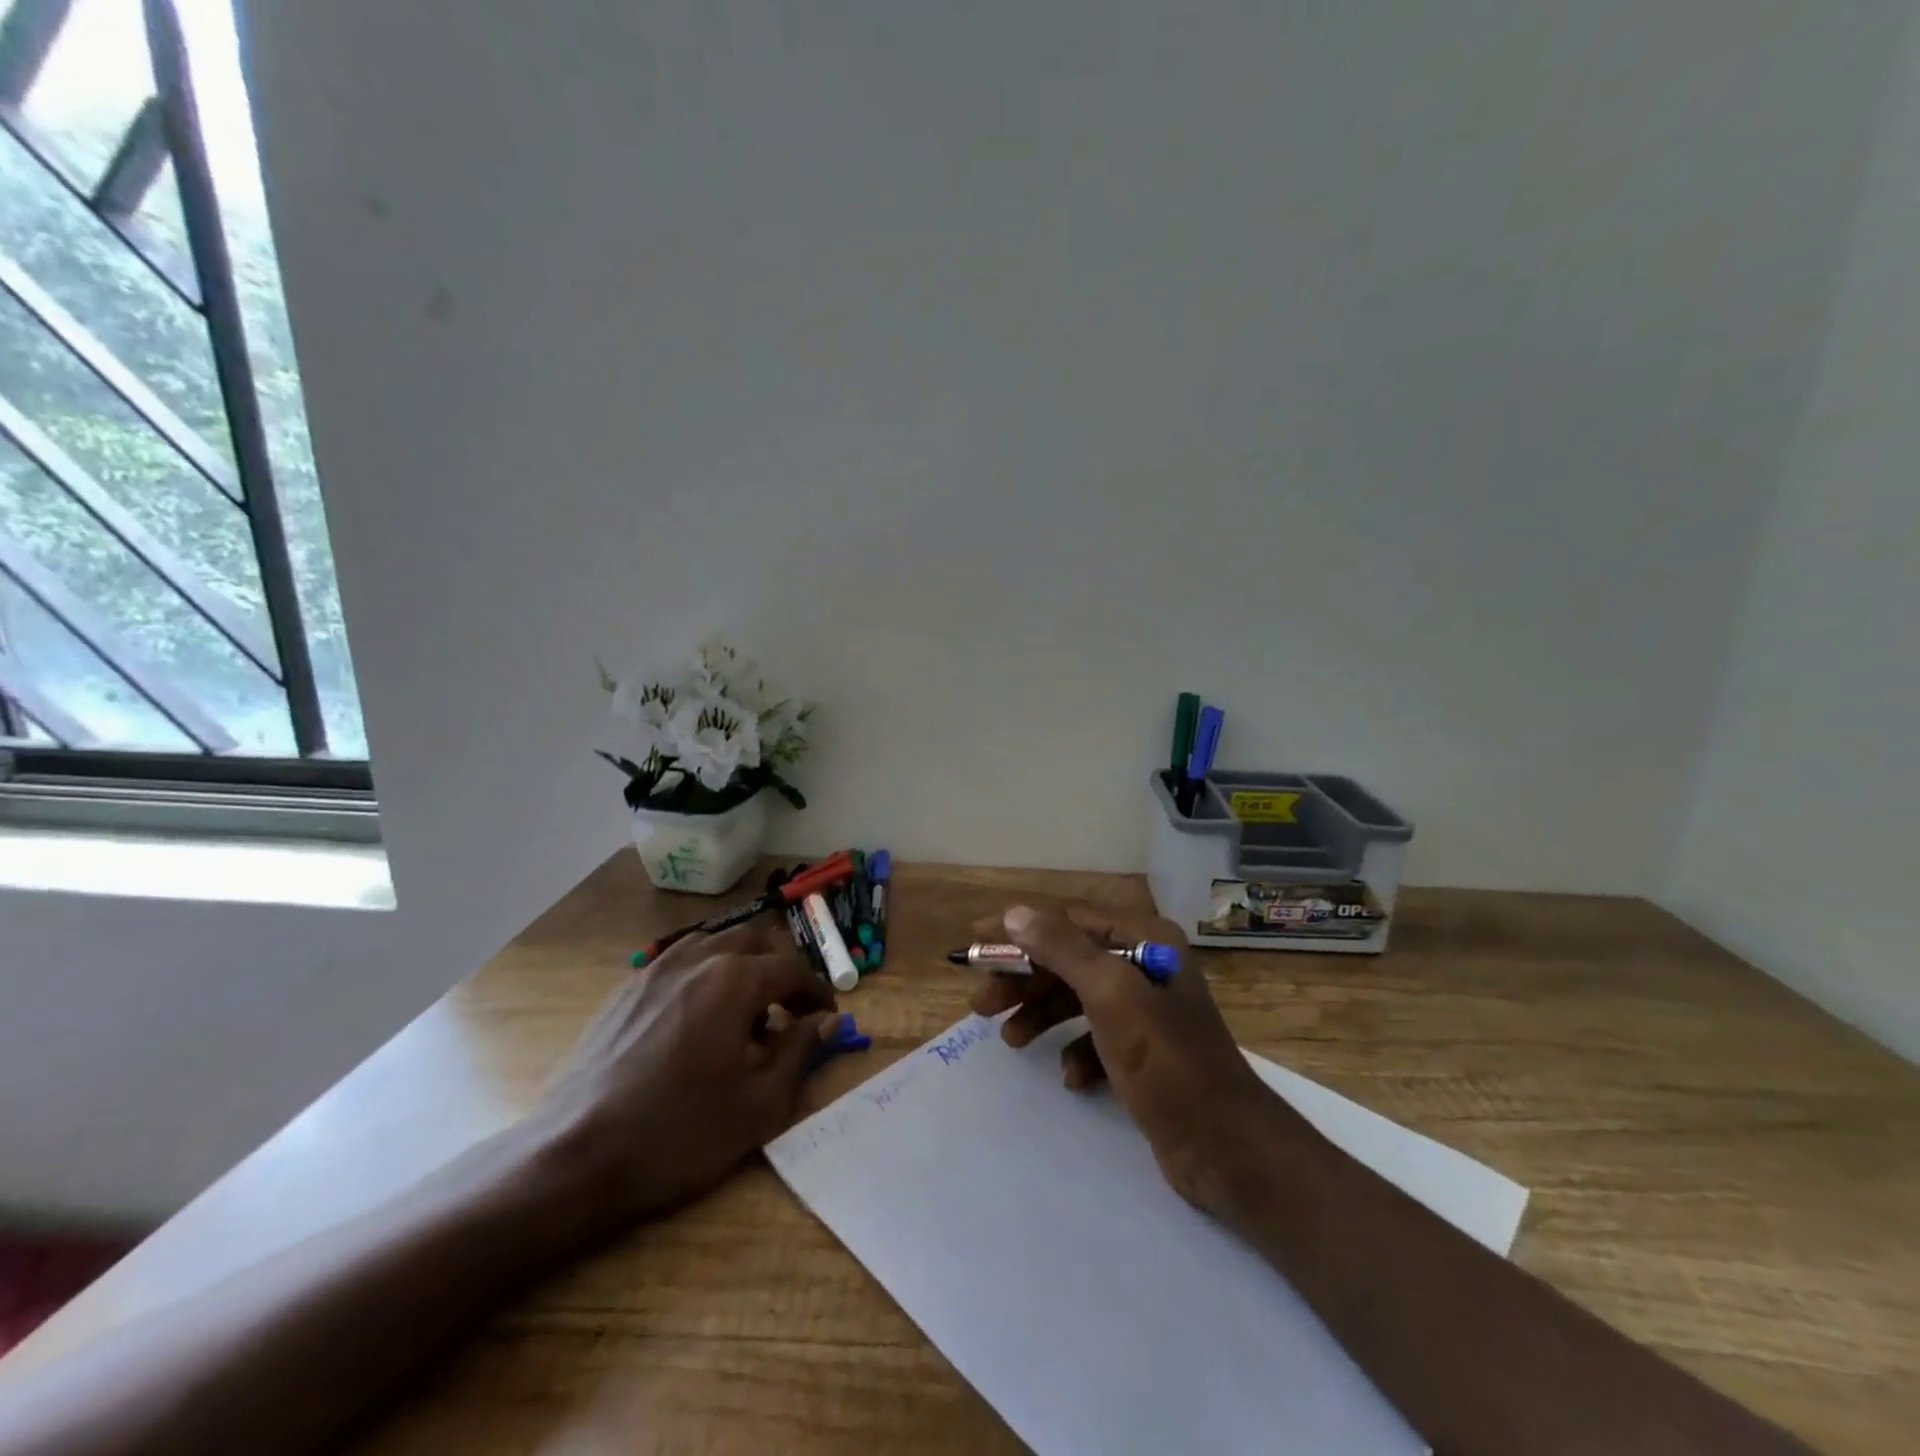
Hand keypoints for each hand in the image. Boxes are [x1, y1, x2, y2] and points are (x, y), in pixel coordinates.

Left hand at [539, 918, 839, 1225]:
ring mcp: (656, 969)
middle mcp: (697, 959)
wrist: (576, 1155)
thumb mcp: (759, 1104)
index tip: (827, 1018)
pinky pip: (679, 963)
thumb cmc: (679, 1132)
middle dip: (781, 968)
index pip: (792, 969)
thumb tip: (827, 1021)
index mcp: (735, 980)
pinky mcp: (627, 990)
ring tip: (744, 1014)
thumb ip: (800, 1052)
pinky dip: (704, 976)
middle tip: (790, 1009)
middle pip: (754, 940)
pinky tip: (697, 1021)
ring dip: (742, 966)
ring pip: (714, 944)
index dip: (817, 992)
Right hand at [969, 903, 1304, 1216]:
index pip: (1069, 921)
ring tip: (1010, 1041)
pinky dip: (1076, 1052)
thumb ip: (1062, 949)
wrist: (1225, 1145)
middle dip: (1025, 980)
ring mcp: (1145, 1011)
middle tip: (982, 1004)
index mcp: (1145, 939)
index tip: (977, 944)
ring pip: (1077, 999)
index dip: (1021, 931)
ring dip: (1041, 1015)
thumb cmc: (1165, 1059)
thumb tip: (1015, 913)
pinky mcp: (1143, 1052)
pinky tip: (1072, 1078)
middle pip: (1069, 961)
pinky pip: (1095, 1038)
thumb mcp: (1110, 993)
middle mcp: (1146, 965)